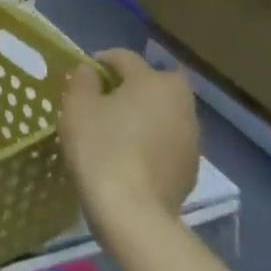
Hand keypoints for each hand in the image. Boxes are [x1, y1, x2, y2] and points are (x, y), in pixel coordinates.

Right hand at [59, 48, 200, 241]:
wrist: (134, 212)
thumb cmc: (101, 149)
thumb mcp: (77, 107)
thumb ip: (83, 81)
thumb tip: (90, 71)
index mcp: (153, 81)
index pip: (125, 57)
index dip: (101, 61)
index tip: (83, 75)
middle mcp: (181, 102)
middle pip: (154, 82)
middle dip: (132, 85)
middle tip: (104, 100)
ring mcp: (192, 137)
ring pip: (164, 112)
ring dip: (144, 113)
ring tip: (116, 130)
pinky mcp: (192, 166)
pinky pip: (168, 140)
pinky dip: (152, 140)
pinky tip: (130, 156)